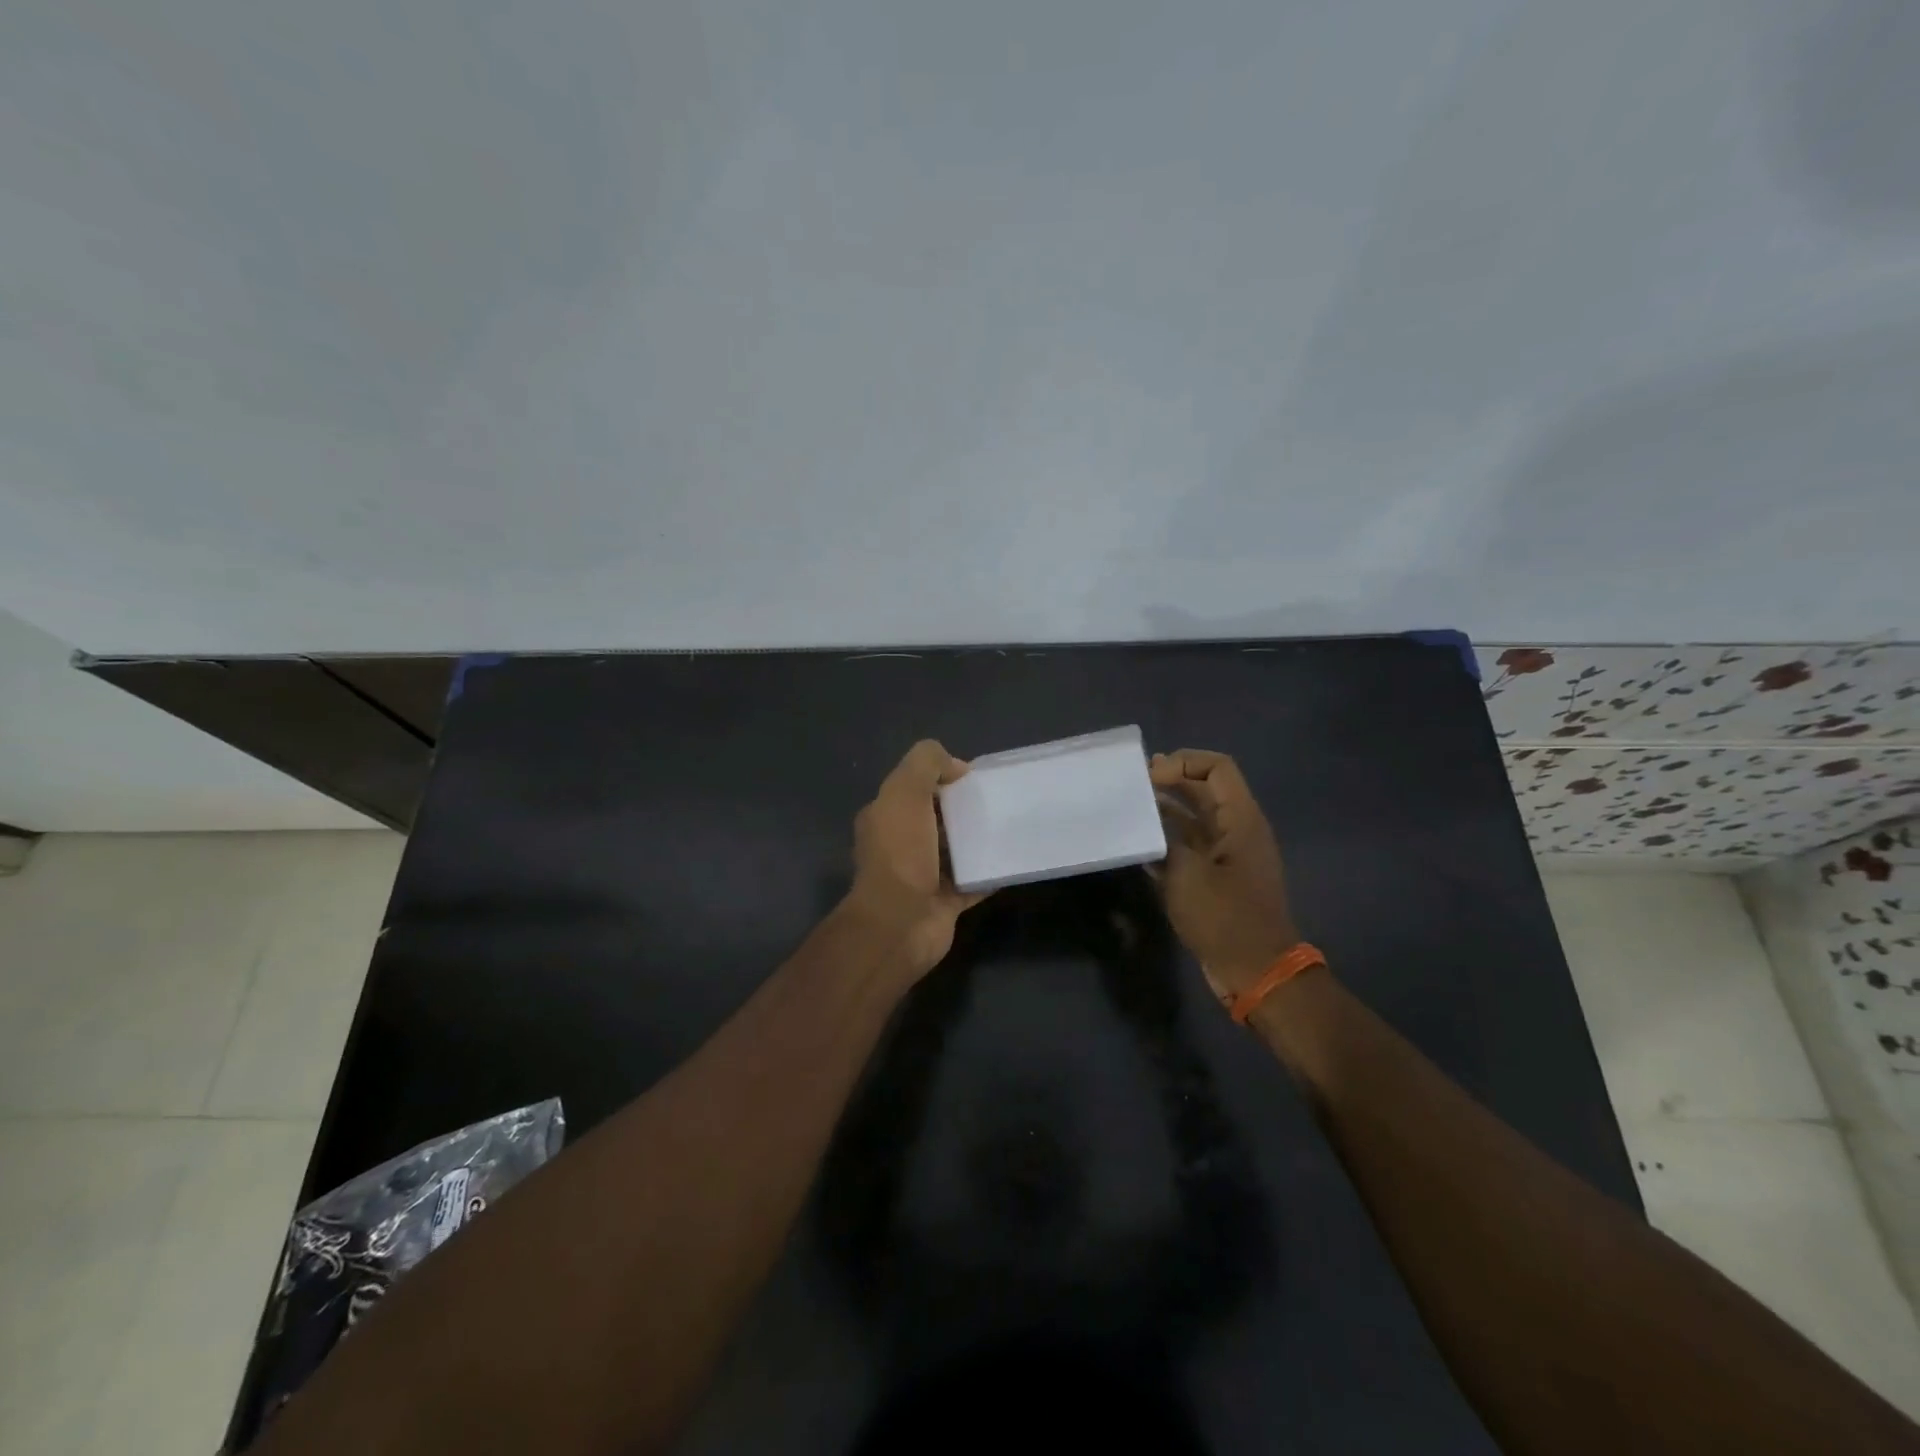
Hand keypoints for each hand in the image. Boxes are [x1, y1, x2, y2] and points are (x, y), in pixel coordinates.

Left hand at [847, 740, 986, 977]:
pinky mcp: (944, 903)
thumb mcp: (906, 791)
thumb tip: (956, 766)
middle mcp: (899, 846)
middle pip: (934, 819)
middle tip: (996, 801)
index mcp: (884, 817)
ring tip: (1008, 826)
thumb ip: (927, 764)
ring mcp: (921, 877)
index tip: (971, 778)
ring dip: (976, 842)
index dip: (939, 778)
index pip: (912, 789)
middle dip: (961, 809)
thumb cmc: (900, 853)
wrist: (899, 922)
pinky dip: (988, 874)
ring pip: (954, 852)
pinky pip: (972, 883)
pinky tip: (1010, 861)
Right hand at [1149, 749, 1301, 1000]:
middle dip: (1170, 781)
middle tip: (1133, 784)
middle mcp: (1236, 831)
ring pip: (1194, 819)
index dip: (1183, 762)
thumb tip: (1145, 820)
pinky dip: (1166, 841)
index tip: (1150, 776)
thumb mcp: (1187, 874)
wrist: (1255, 972)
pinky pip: (1189, 848)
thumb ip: (1164, 839)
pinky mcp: (1215, 879)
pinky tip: (1138, 845)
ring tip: (1130, 810)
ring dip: (1164, 811)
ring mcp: (1226, 856)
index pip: (1217, 768)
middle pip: (1204, 790)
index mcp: (1241, 820)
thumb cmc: (1225, 918)